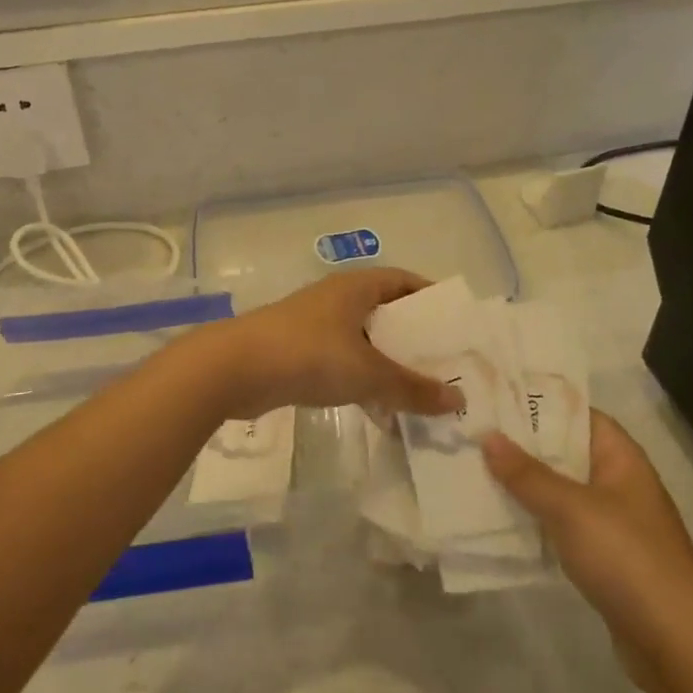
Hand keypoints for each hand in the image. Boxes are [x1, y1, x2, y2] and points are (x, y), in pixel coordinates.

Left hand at [214, 268, 464, 419]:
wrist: (233, 369)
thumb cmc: (308, 355)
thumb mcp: (368, 372)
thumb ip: (412, 388)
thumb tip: (458, 401)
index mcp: (356, 287)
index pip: (404, 281)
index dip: (431, 298)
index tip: (456, 324)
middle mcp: (337, 300)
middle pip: (386, 314)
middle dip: (414, 339)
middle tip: (445, 366)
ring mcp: (315, 326)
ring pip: (364, 342)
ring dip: (389, 365)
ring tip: (419, 394)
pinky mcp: (298, 353)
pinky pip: (342, 363)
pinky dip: (362, 382)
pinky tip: (378, 411)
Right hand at [484, 411, 692, 690]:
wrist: (676, 645)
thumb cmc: (627, 558)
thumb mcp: (571, 509)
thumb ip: (527, 473)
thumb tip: (488, 437)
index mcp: (620, 458)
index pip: (577, 414)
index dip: (538, 403)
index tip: (493, 397)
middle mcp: (617, 482)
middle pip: (564, 451)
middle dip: (521, 444)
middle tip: (472, 432)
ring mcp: (611, 521)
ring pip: (559, 490)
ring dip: (523, 483)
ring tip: (472, 468)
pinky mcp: (602, 557)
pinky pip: (560, 524)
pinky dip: (533, 519)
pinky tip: (497, 517)